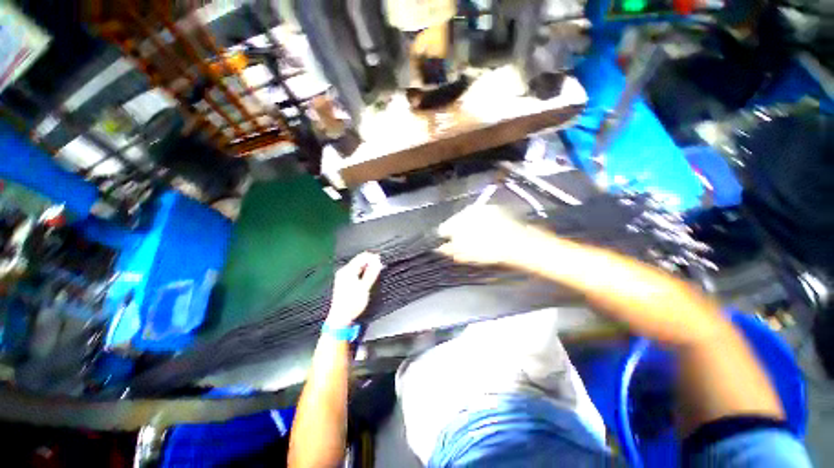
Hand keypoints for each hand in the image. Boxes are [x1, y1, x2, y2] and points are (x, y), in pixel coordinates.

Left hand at [326, 252, 383, 326]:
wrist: (341, 318)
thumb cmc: (352, 304)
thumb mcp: (364, 287)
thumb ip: (371, 273)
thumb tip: (377, 261)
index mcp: (347, 271)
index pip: (361, 257)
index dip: (372, 257)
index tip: (381, 260)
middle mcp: (344, 271)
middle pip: (359, 261)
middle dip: (370, 261)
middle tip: (380, 266)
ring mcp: (343, 276)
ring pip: (358, 266)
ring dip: (367, 266)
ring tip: (376, 270)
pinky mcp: (344, 281)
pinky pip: (355, 271)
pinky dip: (363, 271)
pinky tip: (368, 275)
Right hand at [437, 205, 534, 264]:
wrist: (516, 242)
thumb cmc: (487, 250)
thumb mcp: (465, 254)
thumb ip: (449, 250)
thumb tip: (440, 248)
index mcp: (456, 222)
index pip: (443, 228)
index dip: (446, 237)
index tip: (451, 244)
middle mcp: (466, 211)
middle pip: (456, 220)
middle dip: (459, 230)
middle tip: (465, 241)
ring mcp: (481, 208)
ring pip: (469, 216)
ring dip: (470, 224)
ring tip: (479, 236)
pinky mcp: (494, 208)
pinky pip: (482, 214)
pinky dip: (482, 221)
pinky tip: (489, 230)